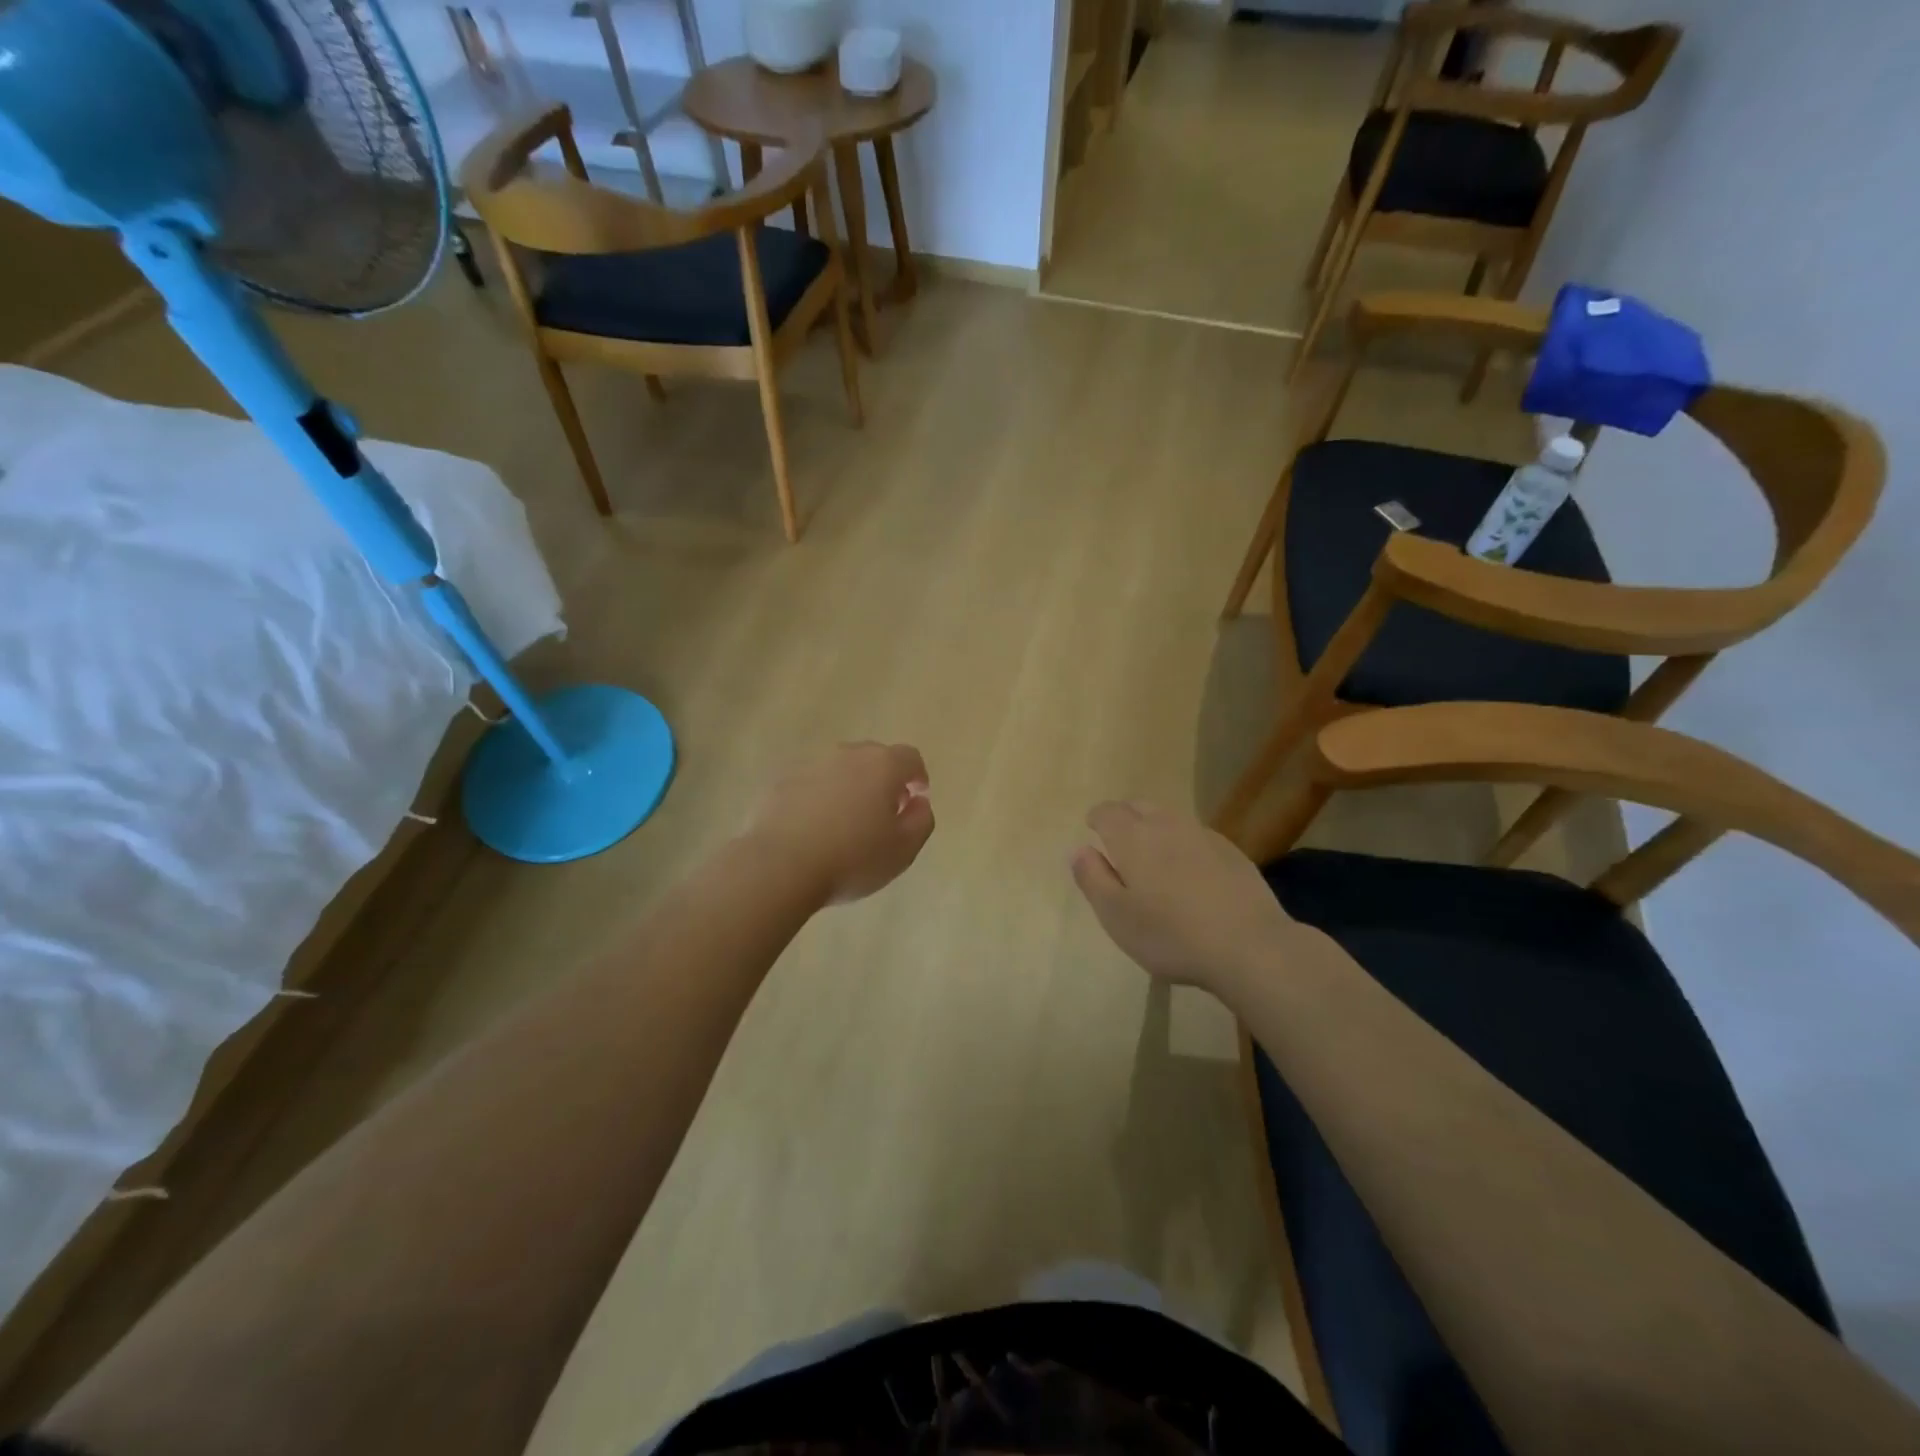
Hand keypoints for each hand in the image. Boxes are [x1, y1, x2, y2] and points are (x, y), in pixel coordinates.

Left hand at [747, 742, 933, 905]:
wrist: (780, 866)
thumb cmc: (852, 859)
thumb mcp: (903, 849)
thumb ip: (921, 820)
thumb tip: (918, 802)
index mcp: (882, 765)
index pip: (910, 757)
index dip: (917, 776)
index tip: (916, 797)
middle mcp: (846, 754)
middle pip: (873, 757)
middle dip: (883, 779)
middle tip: (884, 811)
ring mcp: (810, 765)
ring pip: (839, 768)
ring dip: (849, 786)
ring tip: (846, 821)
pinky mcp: (780, 781)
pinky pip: (810, 783)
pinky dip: (818, 797)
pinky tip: (813, 827)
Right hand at [1071, 801, 1299, 995]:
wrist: (1250, 946)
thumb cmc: (1171, 935)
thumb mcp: (1116, 916)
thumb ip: (1092, 878)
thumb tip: (1079, 849)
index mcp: (1132, 838)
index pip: (1107, 812)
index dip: (1096, 818)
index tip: (1092, 831)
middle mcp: (1166, 825)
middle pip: (1139, 806)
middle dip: (1124, 818)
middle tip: (1119, 843)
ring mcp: (1203, 835)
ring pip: (1169, 818)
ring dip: (1155, 828)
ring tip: (1153, 857)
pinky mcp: (1231, 851)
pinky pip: (1196, 835)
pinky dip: (1183, 844)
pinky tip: (1189, 872)